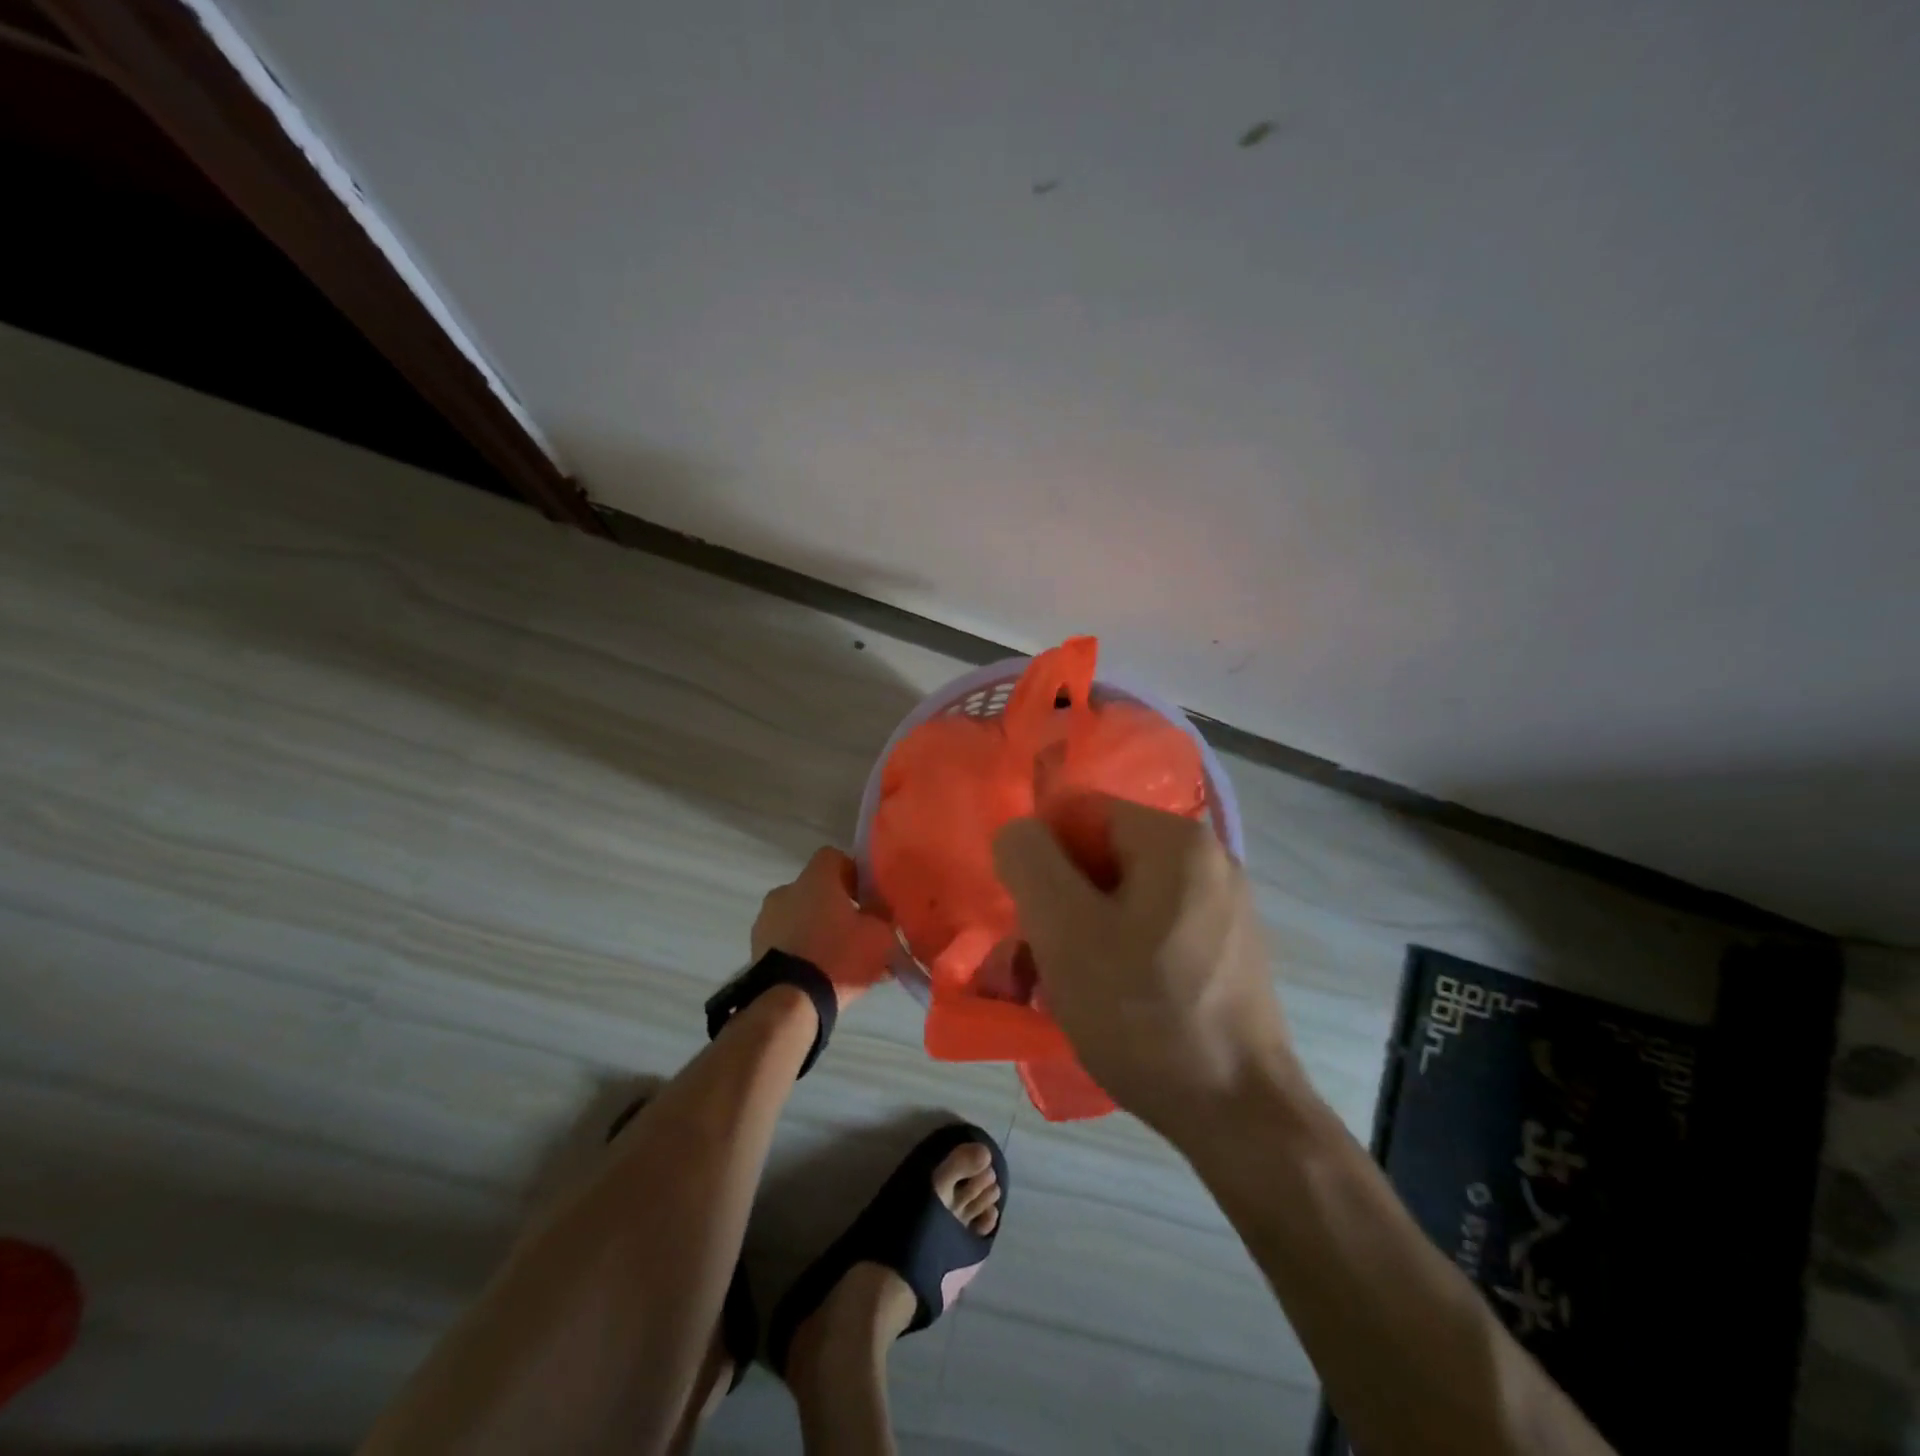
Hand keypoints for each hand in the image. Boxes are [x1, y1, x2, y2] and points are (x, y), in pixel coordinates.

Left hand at [751, 847, 897, 1009]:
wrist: (789, 1002)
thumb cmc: (838, 957)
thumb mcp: (880, 936)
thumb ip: (883, 918)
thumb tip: (880, 912)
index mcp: (814, 879)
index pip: (834, 857)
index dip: (853, 873)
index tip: (867, 897)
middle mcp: (785, 891)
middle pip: (816, 890)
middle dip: (836, 907)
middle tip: (857, 932)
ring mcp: (765, 920)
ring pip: (800, 918)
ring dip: (818, 931)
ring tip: (840, 961)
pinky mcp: (755, 949)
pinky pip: (787, 942)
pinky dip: (802, 952)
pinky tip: (820, 975)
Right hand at [992, 796, 1294, 1134]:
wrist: (1240, 1116)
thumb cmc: (1144, 1013)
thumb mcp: (1064, 929)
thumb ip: (1029, 860)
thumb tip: (1020, 833)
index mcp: (1175, 840)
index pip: (1078, 814)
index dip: (1040, 861)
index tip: (1029, 921)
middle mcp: (1207, 860)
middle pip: (1099, 859)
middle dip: (1054, 907)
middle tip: (1031, 966)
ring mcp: (1222, 908)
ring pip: (1121, 901)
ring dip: (1077, 937)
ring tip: (1054, 993)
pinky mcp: (1225, 951)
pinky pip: (1150, 932)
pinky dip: (1114, 956)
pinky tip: (1100, 1004)